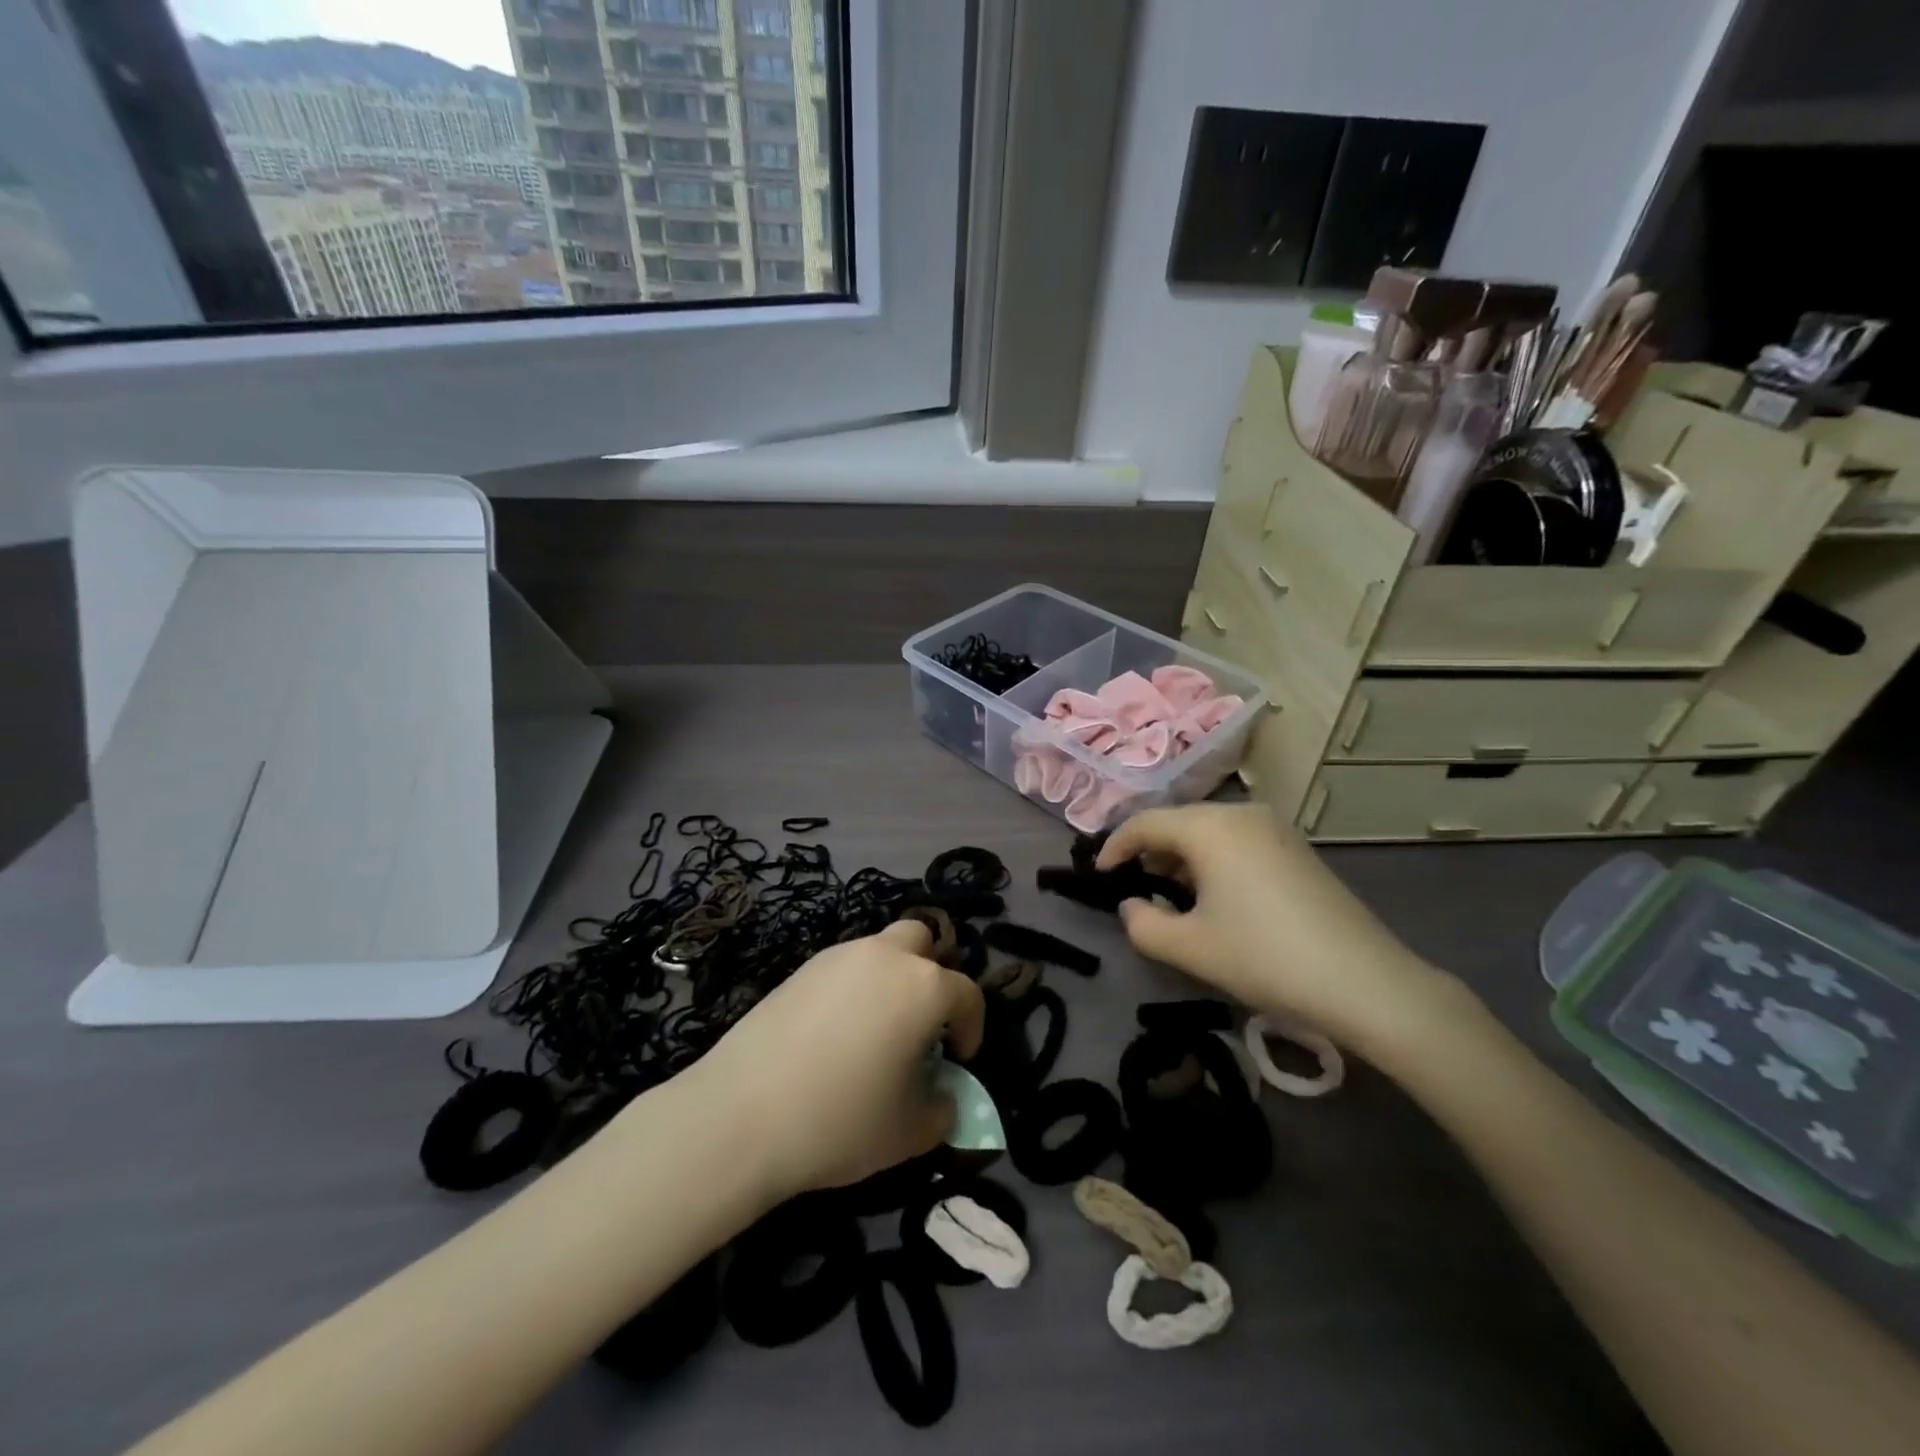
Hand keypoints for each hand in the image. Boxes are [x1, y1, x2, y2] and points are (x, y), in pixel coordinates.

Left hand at [685, 920, 985, 1202]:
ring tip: (876, 1031)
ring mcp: (837, 958)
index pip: (967, 993)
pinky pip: (842, 968)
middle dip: (932, 973)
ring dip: (890, 979)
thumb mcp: (909, 1133)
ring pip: (879, 950)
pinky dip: (852, 989)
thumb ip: (941, 1110)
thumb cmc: (840, 1121)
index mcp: (923, 987)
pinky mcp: (799, 970)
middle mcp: (885, 957)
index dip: (973, 1026)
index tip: (960, 1059)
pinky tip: (834, 1034)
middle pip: (922, 941)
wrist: (740, 1115)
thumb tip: (942, 1097)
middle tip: (922, 1021)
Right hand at [1098, 803, 1450, 1050]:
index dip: (1114, 847)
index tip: (1099, 876)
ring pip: (1209, 831)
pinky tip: (1216, 898)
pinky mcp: (1296, 848)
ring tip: (1171, 897)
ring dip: (1182, 858)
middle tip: (1133, 888)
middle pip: (1178, 822)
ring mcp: (1274, 828)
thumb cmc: (1265, 957)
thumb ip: (1142, 924)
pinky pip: (1237, 841)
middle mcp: (1241, 813)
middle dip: (1149, 852)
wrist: (1365, 982)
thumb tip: (1132, 904)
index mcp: (1210, 827)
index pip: (1145, 823)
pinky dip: (1213, 860)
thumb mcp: (1189, 948)